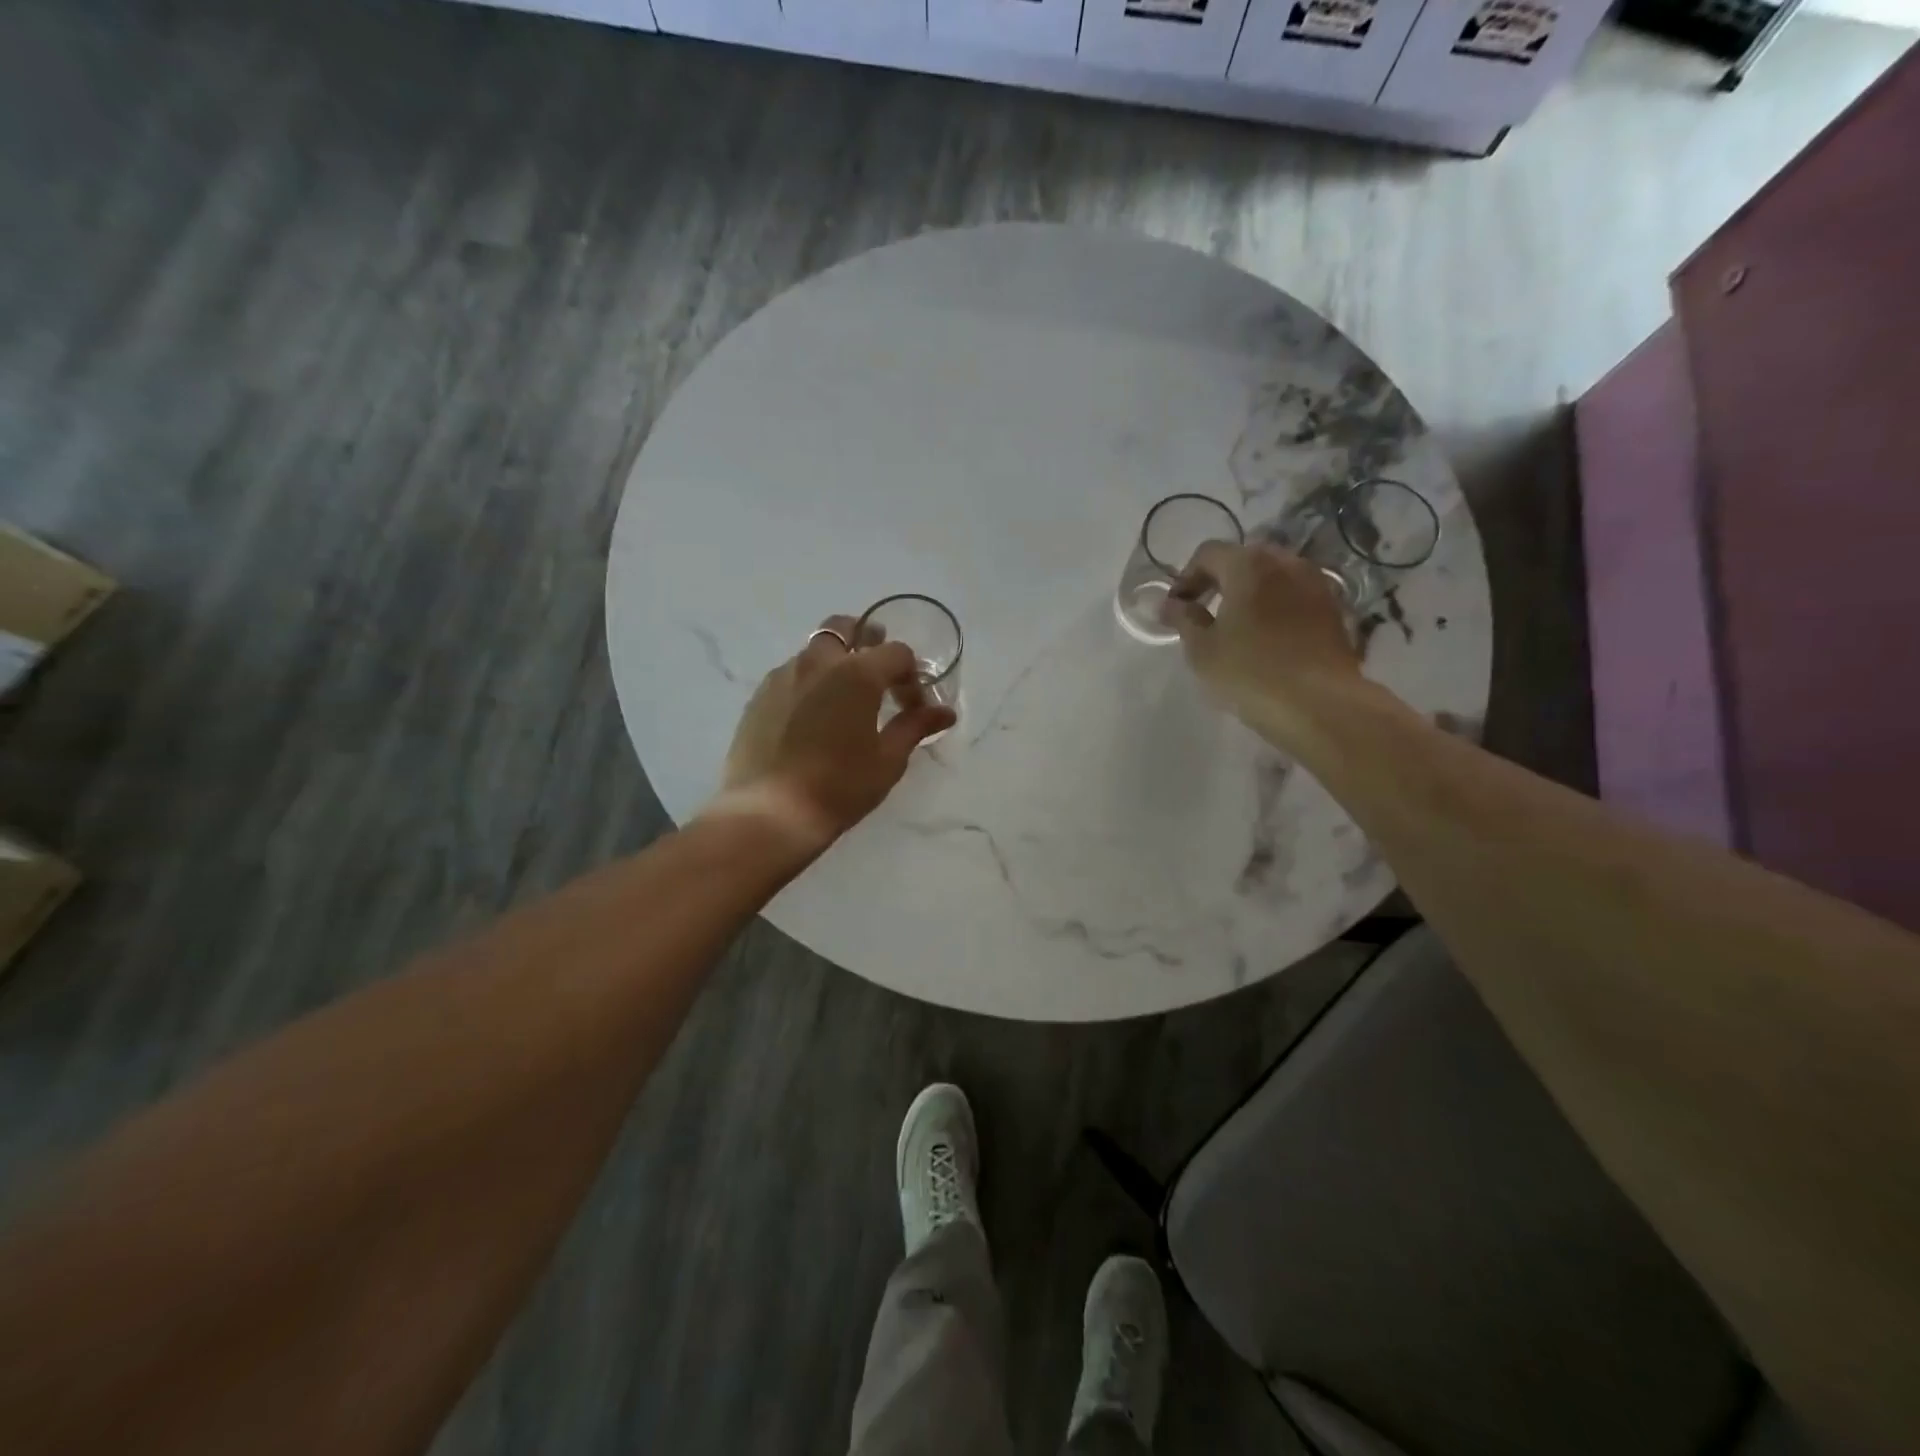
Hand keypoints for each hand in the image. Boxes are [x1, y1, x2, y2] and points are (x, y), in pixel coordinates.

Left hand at [712, 616, 955, 845]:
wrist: (770, 813)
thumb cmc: (839, 787)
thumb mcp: (887, 760)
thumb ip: (915, 727)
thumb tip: (945, 712)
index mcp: (857, 673)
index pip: (897, 653)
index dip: (912, 677)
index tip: (913, 707)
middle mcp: (818, 662)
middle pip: (846, 628)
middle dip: (868, 642)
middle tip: (879, 676)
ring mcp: (783, 676)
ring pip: (815, 651)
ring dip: (836, 663)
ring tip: (844, 700)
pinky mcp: (759, 696)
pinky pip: (791, 674)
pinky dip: (809, 683)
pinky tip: (812, 718)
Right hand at [1164, 541, 1364, 741]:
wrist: (1319, 704)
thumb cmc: (1250, 673)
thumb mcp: (1202, 649)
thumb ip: (1183, 618)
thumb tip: (1167, 604)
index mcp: (1249, 565)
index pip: (1208, 553)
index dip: (1186, 578)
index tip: (1176, 608)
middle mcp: (1286, 562)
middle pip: (1244, 558)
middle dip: (1221, 580)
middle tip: (1204, 612)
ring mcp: (1316, 584)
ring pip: (1274, 576)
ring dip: (1251, 593)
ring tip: (1237, 626)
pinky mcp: (1334, 609)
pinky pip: (1295, 596)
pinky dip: (1276, 606)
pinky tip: (1267, 637)